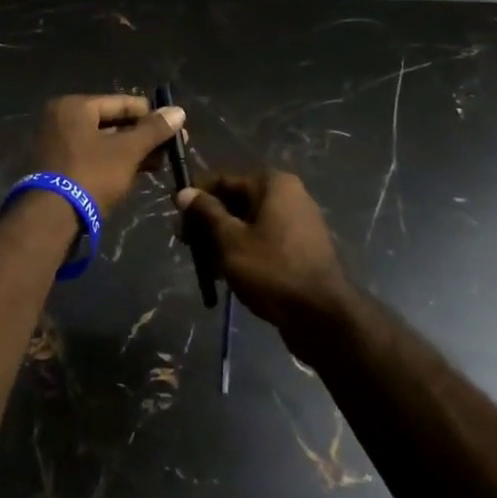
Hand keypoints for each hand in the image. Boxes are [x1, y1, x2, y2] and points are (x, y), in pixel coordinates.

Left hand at [30, 94, 185, 217]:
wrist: (51, 218)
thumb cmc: (91, 175)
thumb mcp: (127, 151)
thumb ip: (153, 130)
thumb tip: (178, 110)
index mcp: (74, 106)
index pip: (121, 102)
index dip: (152, 114)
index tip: (177, 127)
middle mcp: (61, 119)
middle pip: (112, 122)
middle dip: (143, 136)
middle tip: (172, 148)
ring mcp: (57, 144)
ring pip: (104, 142)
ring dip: (132, 151)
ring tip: (161, 163)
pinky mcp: (58, 167)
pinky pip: (93, 156)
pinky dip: (115, 162)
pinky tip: (139, 172)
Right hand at [176, 172, 358, 337]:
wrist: (322, 316)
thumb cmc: (272, 269)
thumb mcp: (230, 239)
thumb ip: (206, 213)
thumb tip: (184, 192)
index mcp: (273, 184)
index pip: (223, 180)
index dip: (196, 196)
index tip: (174, 214)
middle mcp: (289, 196)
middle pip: (236, 202)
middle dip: (208, 222)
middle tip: (186, 244)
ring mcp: (298, 223)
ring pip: (248, 224)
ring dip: (223, 239)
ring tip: (204, 263)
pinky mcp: (301, 249)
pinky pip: (263, 240)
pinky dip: (243, 251)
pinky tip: (225, 273)